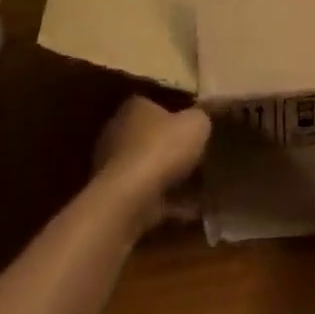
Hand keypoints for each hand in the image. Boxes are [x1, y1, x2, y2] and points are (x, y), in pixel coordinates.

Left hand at [92, 94, 211, 235]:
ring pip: (149, 168)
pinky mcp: (118, 196)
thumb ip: (200, 117)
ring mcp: (114, 167)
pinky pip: (150, 195)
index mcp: (134, 108)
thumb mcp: (196, 124)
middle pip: (150, 136)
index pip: (154, 104)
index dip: (175, 113)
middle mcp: (118, 132)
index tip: (193, 125)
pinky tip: (192, 210)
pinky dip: (169, 202)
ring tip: (200, 186)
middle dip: (171, 147)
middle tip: (198, 155)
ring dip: (170, 177)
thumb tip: (200, 119)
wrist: (130, 197)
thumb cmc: (162, 148)